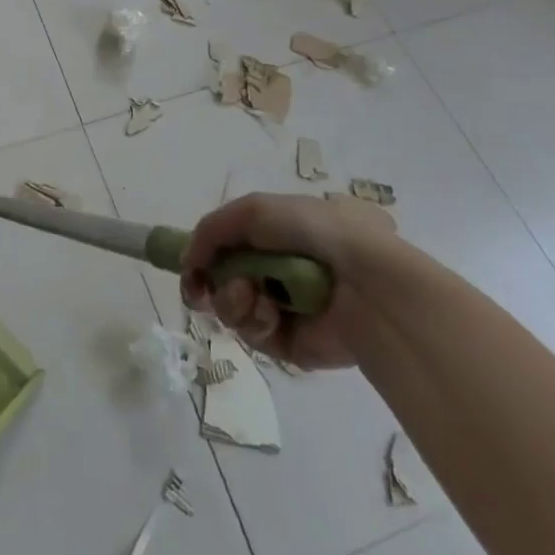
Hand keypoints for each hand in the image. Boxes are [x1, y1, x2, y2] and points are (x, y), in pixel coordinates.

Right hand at [180, 192, 396, 369]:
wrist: (365, 280)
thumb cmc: (312, 231)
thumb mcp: (253, 210)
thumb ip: (210, 231)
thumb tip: (188, 262)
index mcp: (274, 236)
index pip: (226, 248)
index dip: (203, 258)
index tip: (190, 269)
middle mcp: (275, 270)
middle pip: (221, 282)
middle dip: (213, 283)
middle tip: (208, 286)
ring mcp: (284, 308)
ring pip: (232, 310)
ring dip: (231, 300)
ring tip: (250, 294)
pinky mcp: (293, 345)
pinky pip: (255, 336)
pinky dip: (255, 321)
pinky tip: (270, 312)